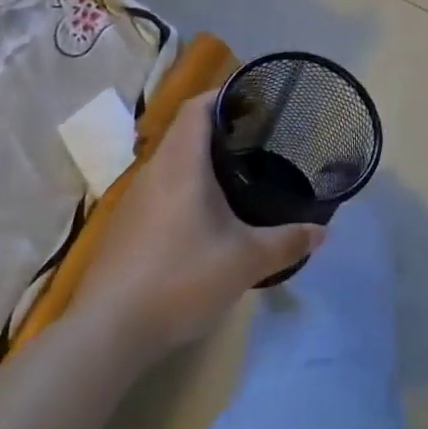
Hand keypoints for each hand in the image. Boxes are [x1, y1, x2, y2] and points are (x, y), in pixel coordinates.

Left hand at [72, 93, 324, 360]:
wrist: (105, 334)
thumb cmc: (179, 278)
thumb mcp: (244, 261)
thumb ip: (285, 242)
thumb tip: (322, 232)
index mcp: (181, 161)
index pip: (198, 106)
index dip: (224, 95)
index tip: (254, 99)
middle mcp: (154, 170)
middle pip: (185, 130)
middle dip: (219, 127)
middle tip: (256, 136)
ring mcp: (134, 200)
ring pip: (171, 162)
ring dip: (199, 160)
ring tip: (234, 173)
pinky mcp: (123, 229)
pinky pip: (159, 190)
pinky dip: (182, 188)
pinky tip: (202, 216)